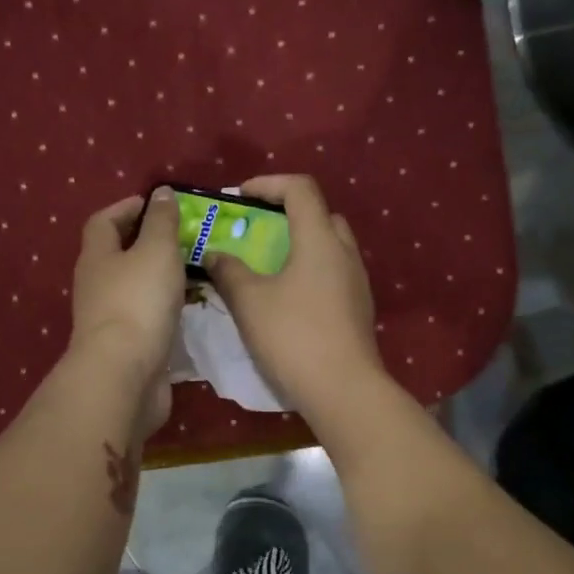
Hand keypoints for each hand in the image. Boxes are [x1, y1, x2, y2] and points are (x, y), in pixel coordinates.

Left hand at [68, 188, 183, 436]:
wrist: (124, 375)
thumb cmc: (138, 302)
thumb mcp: (156, 251)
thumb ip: (161, 222)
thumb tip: (161, 193)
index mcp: (97, 257)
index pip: (104, 221)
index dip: (128, 208)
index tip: (158, 203)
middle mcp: (97, 286)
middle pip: (118, 255)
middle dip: (148, 242)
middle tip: (185, 236)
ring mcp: (110, 319)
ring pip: (135, 288)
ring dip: (160, 277)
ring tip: (195, 269)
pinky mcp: (127, 346)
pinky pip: (147, 317)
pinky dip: (166, 308)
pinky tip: (191, 308)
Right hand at [206, 175, 387, 420]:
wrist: (344, 390)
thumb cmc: (293, 337)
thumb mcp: (250, 302)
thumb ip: (229, 271)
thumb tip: (215, 254)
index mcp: (320, 239)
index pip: (300, 189)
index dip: (268, 183)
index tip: (240, 197)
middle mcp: (345, 252)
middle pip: (319, 215)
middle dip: (285, 214)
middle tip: (255, 231)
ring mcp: (357, 281)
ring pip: (328, 246)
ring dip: (298, 245)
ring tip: (267, 265)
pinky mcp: (358, 308)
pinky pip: (332, 273)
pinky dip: (309, 271)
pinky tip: (287, 298)